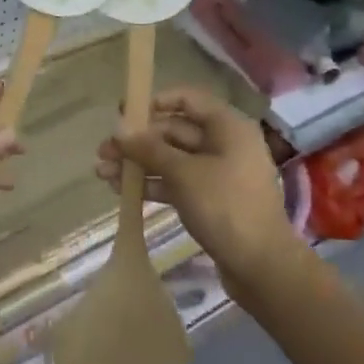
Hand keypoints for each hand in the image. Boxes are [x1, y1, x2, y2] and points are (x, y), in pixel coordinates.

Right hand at [97, 87, 300, 288]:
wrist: (260, 264)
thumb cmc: (225, 207)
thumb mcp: (183, 173)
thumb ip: (149, 149)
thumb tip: (120, 130)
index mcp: (227, 127)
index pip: (188, 99)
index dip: (154, 102)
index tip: (123, 113)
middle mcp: (225, 143)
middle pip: (175, 131)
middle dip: (138, 140)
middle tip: (103, 152)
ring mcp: (218, 173)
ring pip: (172, 159)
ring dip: (139, 164)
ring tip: (102, 173)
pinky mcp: (211, 199)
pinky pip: (177, 182)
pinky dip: (152, 183)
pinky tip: (123, 190)